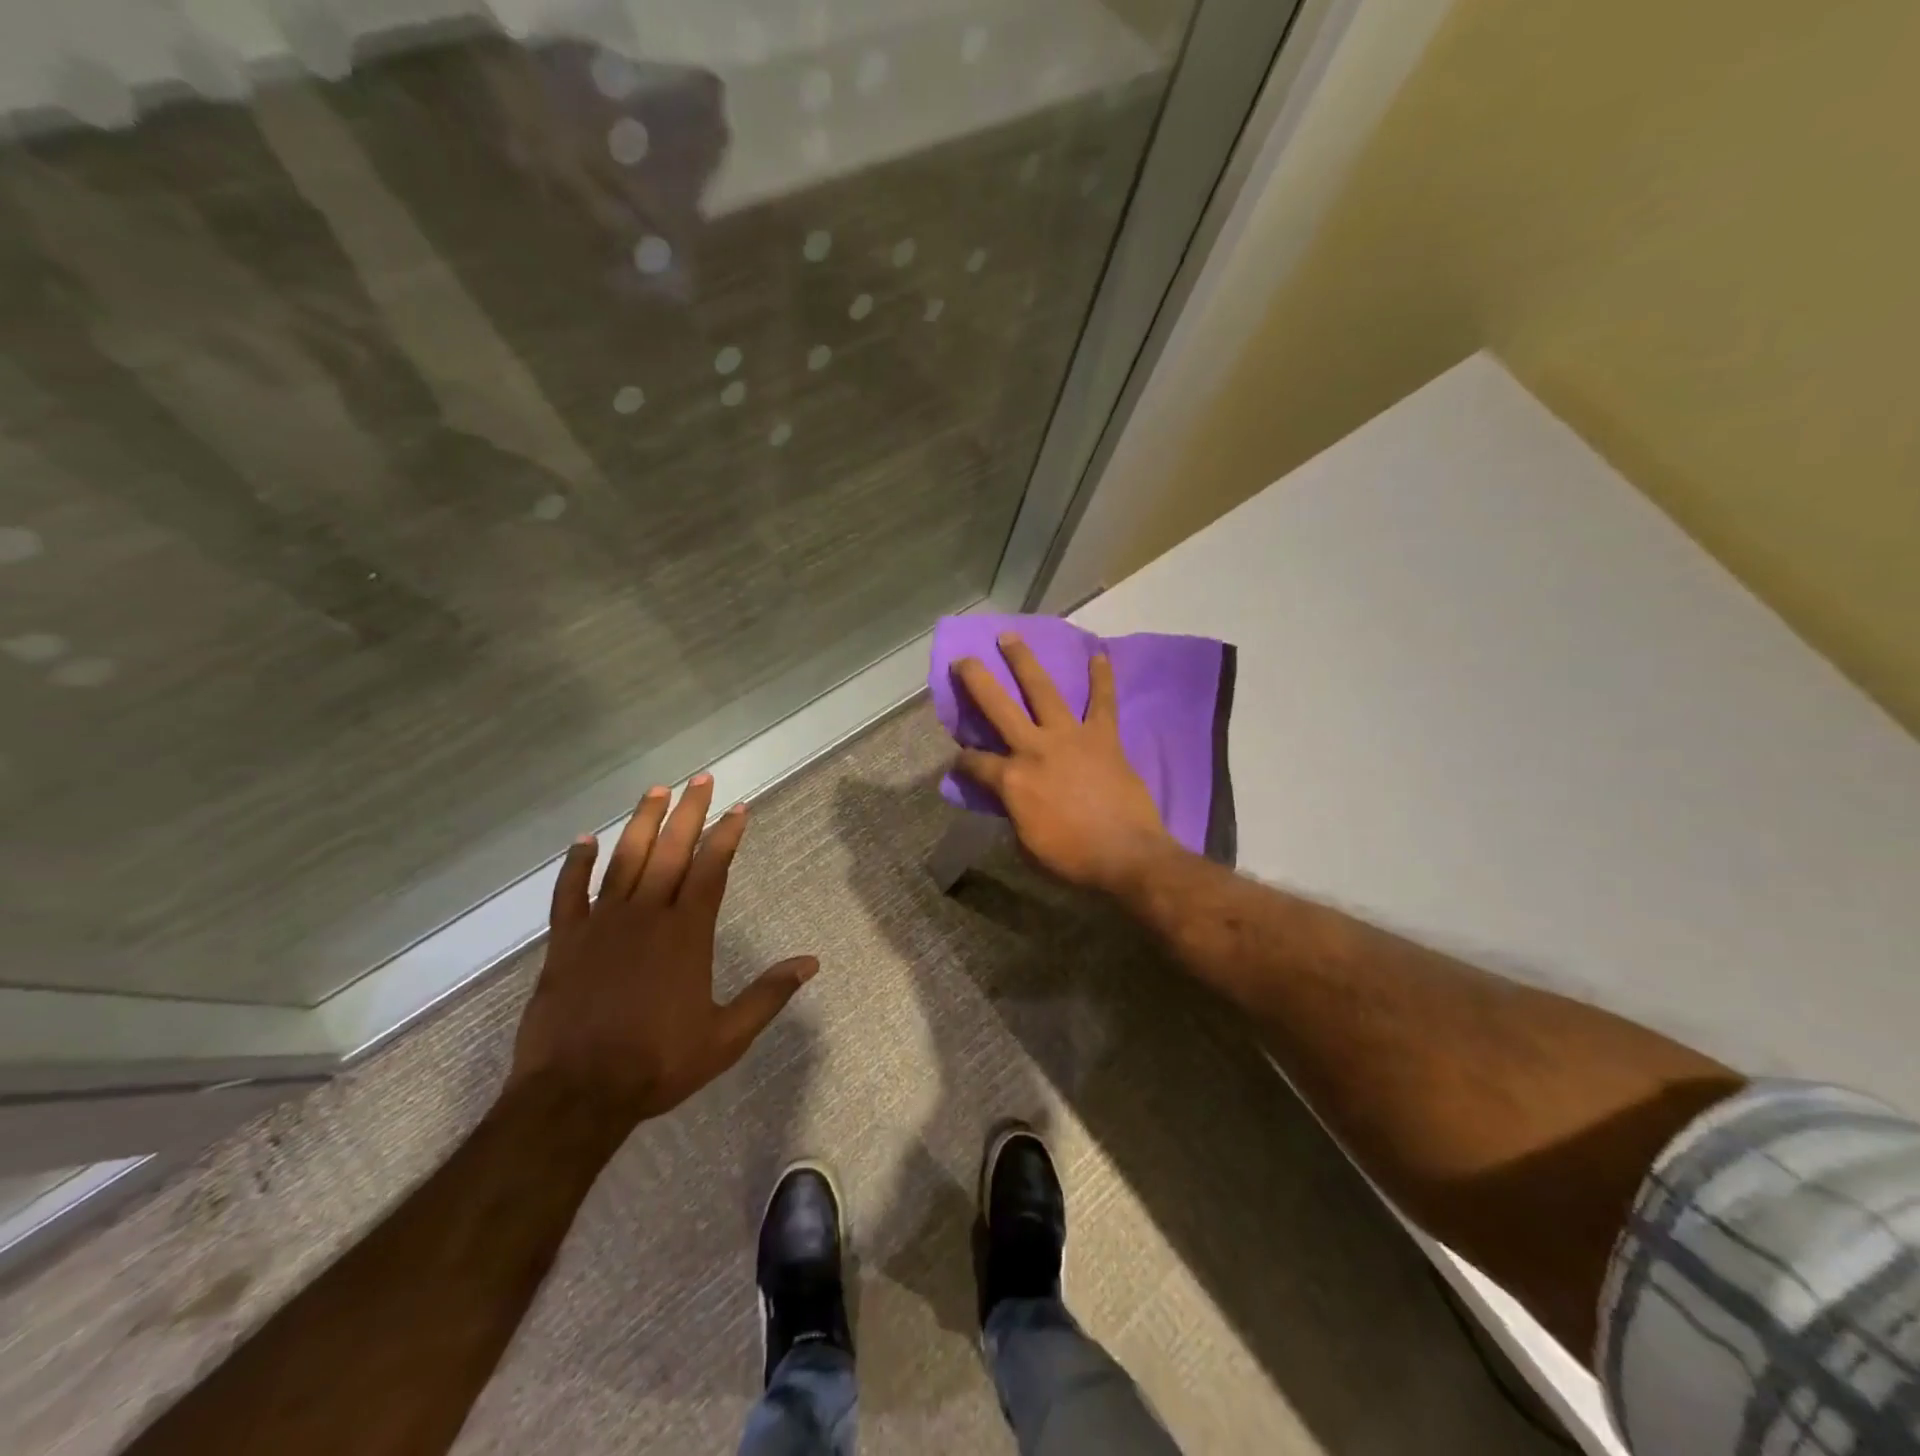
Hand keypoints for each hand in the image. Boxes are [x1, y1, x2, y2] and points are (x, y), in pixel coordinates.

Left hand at [506, 776, 817, 1132]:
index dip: (726, 836)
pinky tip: (584, 840)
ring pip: (624, 860)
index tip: (738, 809)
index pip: (712, 870)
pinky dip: (575, 865)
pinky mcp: (566, 942)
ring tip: (655, 791)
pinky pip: (569, 894)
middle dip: (688, 812)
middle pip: (671, 851)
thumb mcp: (726, 1036)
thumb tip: (811, 963)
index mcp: (687, 934)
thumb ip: (768, 995)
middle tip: (699, 779)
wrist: (577, 1094)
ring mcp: (602, 925)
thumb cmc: (658, 1063)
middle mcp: (646, 916)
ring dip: (641, 823)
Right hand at [952, 633, 1178, 896]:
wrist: (1125, 856)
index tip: (960, 761)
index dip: (963, 761)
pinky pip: (1102, 702)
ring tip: (1010, 637)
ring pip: (1042, 689)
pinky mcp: (1103, 737)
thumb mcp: (1025, 843)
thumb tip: (1009, 799)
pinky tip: (1099, 655)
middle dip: (976, 680)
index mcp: (1011, 779)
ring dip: (1024, 661)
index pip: (975, 762)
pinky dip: (1102, 679)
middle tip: (963, 659)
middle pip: (998, 706)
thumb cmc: (1070, 858)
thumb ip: (1012, 812)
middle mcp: (1034, 748)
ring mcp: (1069, 737)